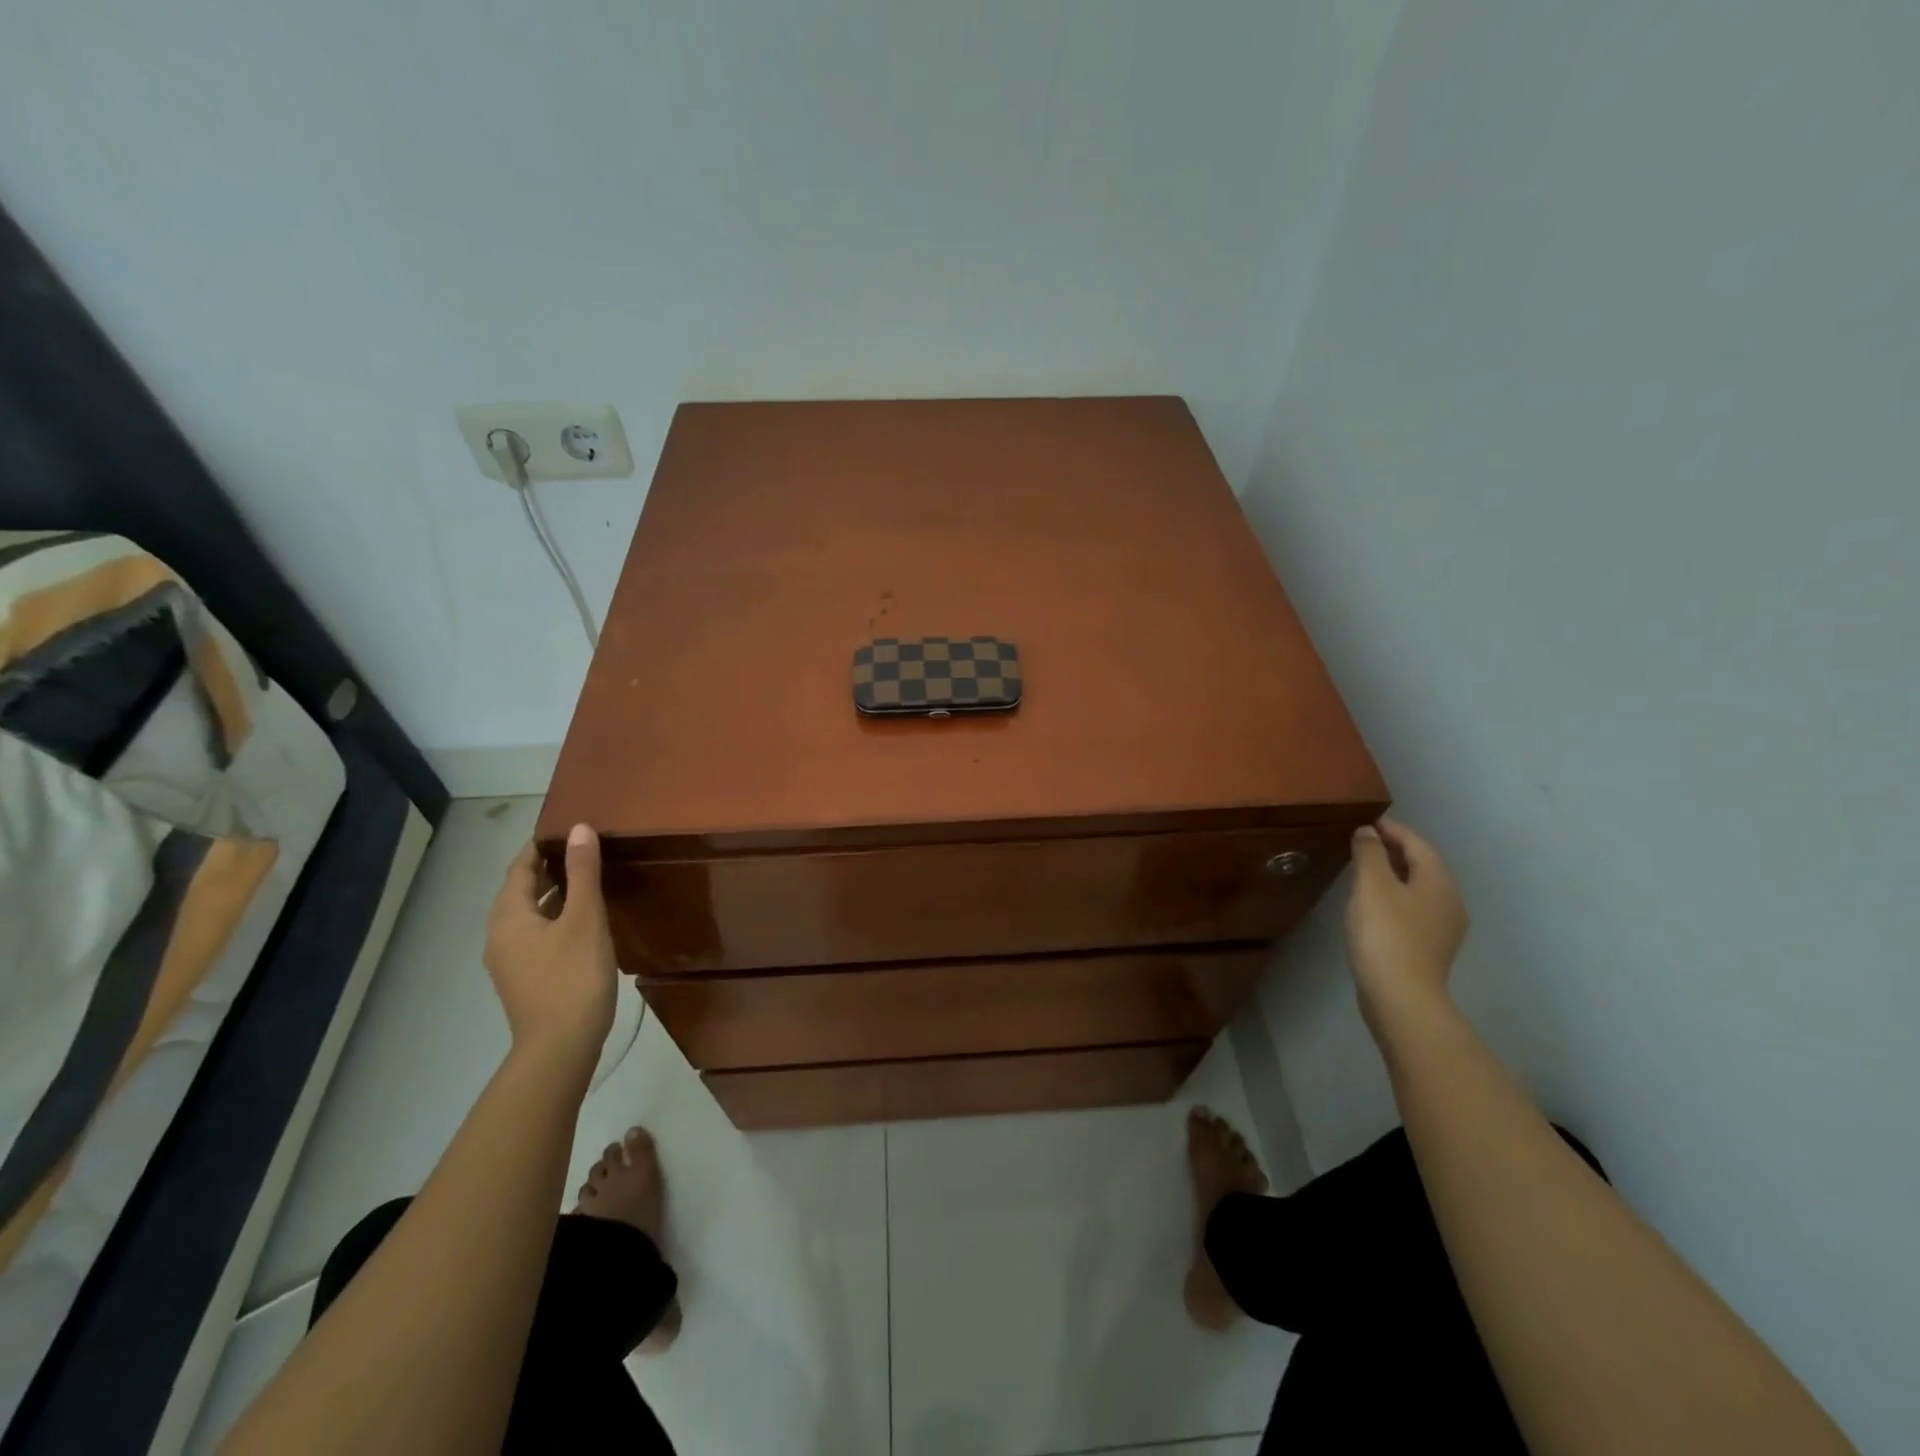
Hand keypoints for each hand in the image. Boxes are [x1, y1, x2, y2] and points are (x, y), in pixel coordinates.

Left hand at [484, 824, 617, 1061]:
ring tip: (588, 877)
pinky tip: (583, 919)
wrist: (560, 1048)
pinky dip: (556, 916)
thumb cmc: (573, 977)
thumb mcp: (584, 919)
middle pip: (521, 890)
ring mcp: (510, 960)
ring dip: (554, 893)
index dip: (542, 845)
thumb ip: (582, 872)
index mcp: (508, 917)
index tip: (570, 828)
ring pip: (530, 913)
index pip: (519, 867)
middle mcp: (500, 935)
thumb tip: (579, 829)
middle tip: (584, 848)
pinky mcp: (526, 978)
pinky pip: (537, 934)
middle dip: (549, 867)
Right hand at [1345, 818, 1468, 1040]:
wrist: (1401, 995)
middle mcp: (1449, 901)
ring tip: (1366, 870)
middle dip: (1396, 850)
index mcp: (1439, 881)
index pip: (1418, 844)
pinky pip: (1415, 908)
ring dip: (1395, 874)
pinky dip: (1396, 896)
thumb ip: (1370, 853)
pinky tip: (1375, 903)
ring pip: (1419, 888)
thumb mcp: (1371, 885)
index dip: (1393, 830)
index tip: (1367, 822)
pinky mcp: (1430, 947)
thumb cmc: (1386, 933)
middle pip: (1423, 865)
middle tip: (1364, 842)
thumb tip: (1369, 832)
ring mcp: (1444, 927)